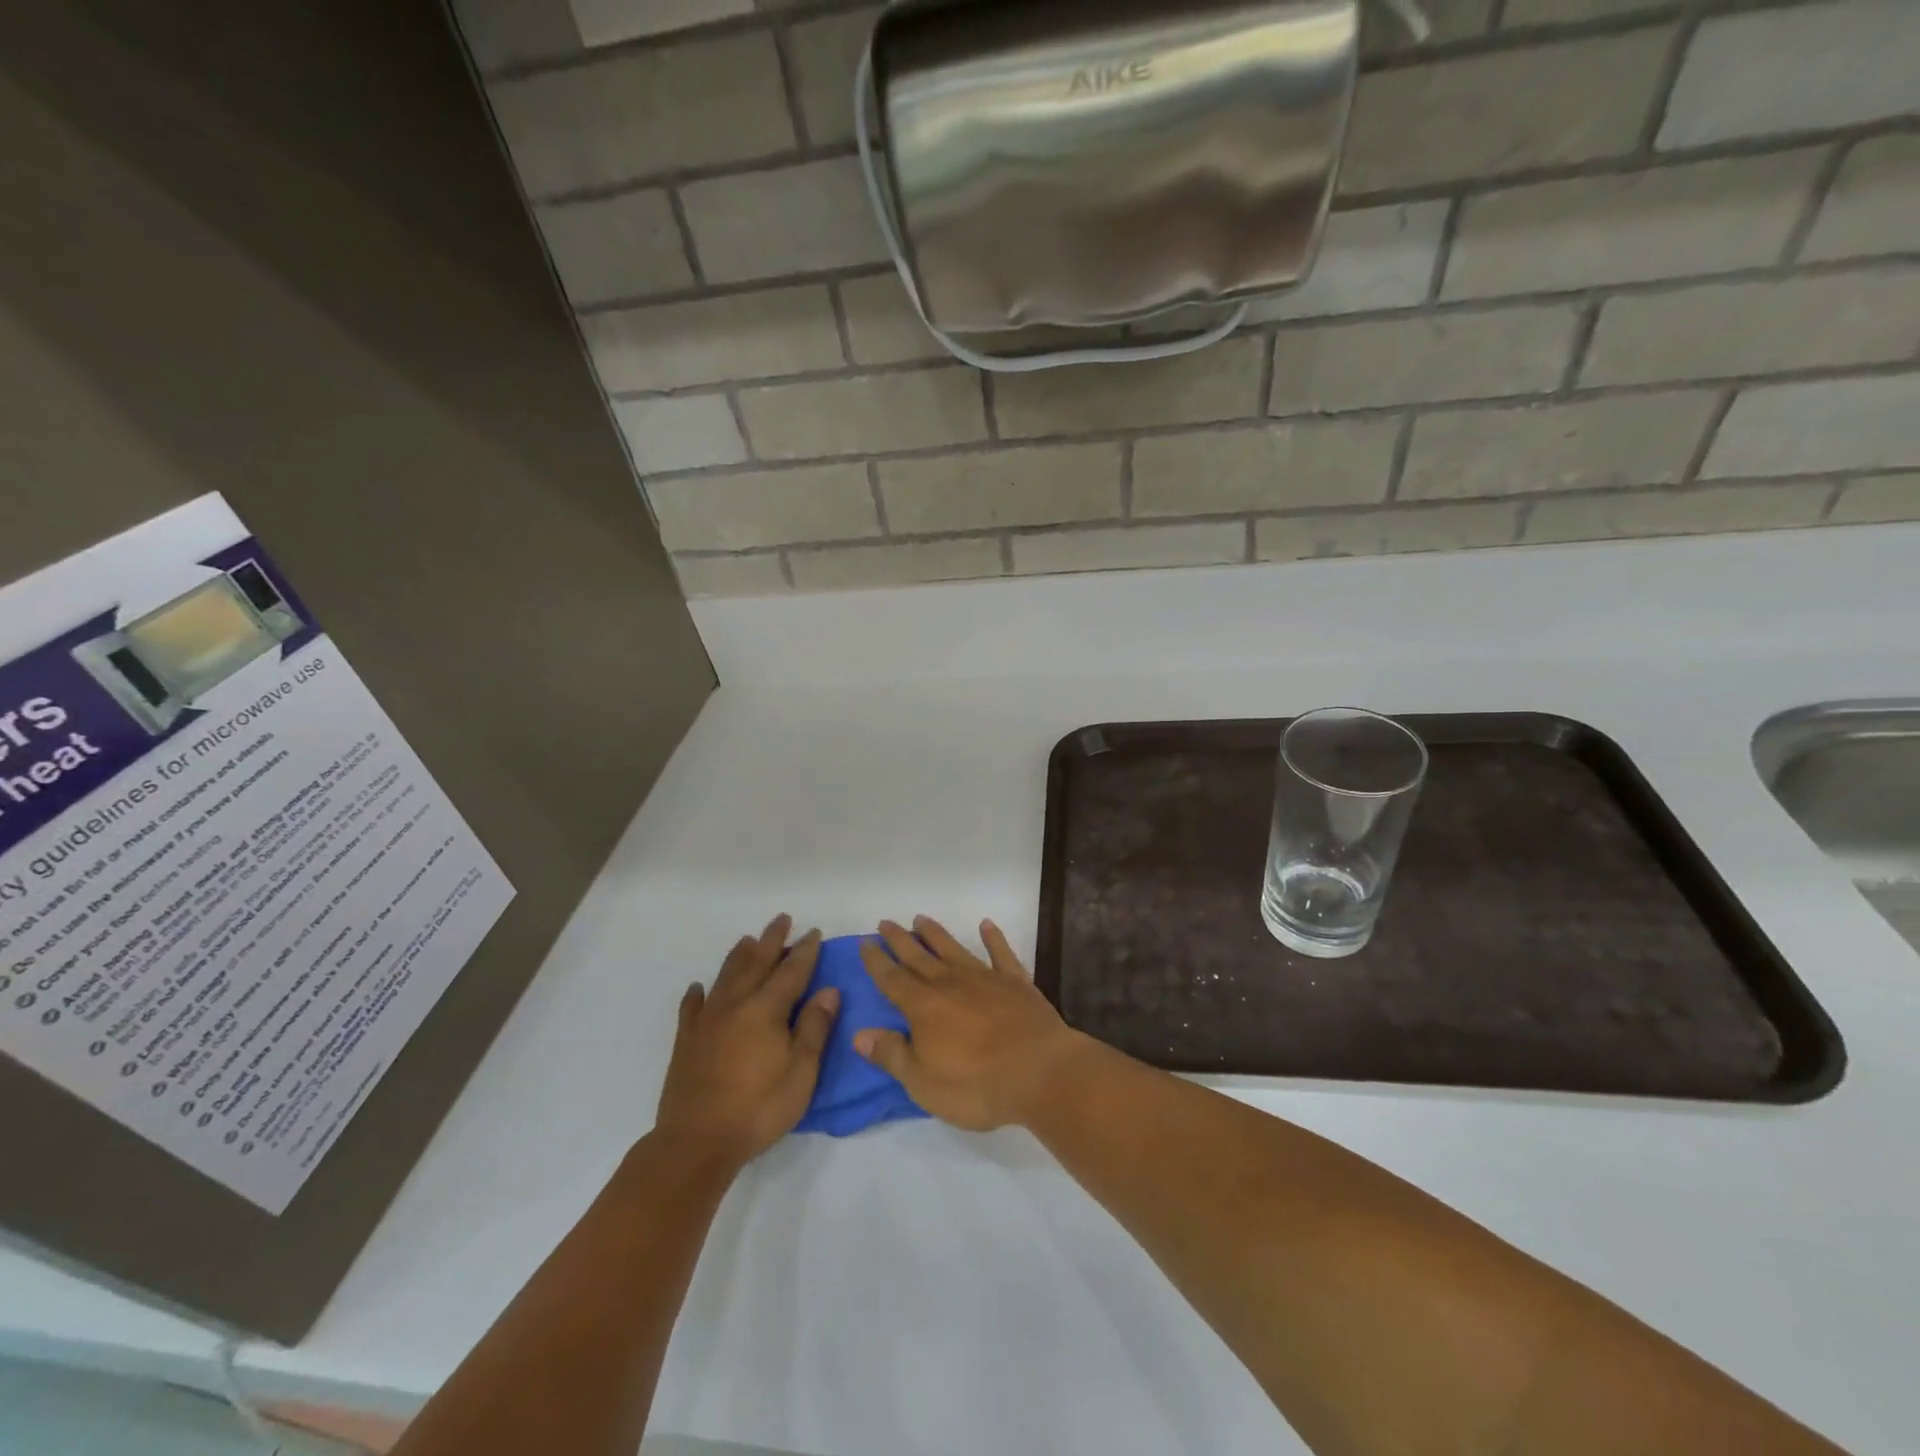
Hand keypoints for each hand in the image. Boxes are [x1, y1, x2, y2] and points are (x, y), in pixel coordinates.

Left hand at [654, 916, 838, 1166]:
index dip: (805, 951)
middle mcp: (735, 1005)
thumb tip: (828, 990)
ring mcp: (707, 1021)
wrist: (696, 1142)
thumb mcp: (801, 1072)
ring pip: (725, 976)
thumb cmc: (758, 1109)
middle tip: (782, 919)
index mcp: (766, 1010)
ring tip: (748, 940)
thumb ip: (814, 1028)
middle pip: (756, 963)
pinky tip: (699, 988)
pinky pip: (692, 1007)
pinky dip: (697, 994)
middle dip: (772, 940)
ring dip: (740, 956)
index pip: (791, 971)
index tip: (814, 932)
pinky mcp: (686, 1040)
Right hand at [855, 917, 1084, 1131]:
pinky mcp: (1016, 982)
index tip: (865, 942)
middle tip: (885, 922)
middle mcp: (951, 983)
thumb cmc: (976, 1085)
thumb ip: (892, 1054)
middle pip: (919, 957)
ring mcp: (985, 978)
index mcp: (924, 1007)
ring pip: (953, 949)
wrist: (1040, 1071)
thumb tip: (859, 1034)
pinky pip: (1001, 953)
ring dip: (935, 934)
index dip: (877, 961)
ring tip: (921, 919)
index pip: (892, 979)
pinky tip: (986, 925)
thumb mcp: (923, 1082)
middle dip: (899, 940)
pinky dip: (993, 938)